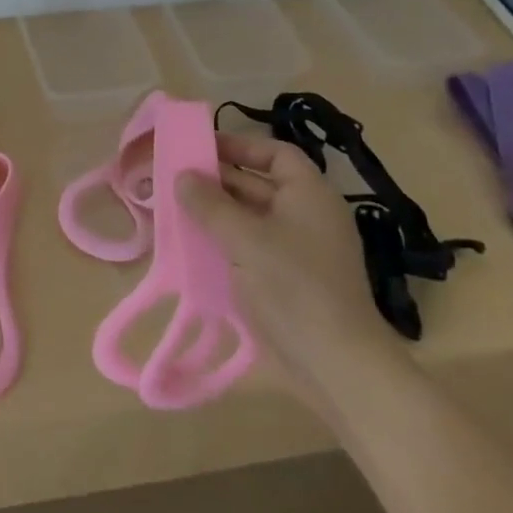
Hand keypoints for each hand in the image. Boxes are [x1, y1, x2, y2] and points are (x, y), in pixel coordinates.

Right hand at [180, 129, 400, 400]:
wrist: (337, 365)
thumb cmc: (294, 286)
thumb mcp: (245, 239)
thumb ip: (210, 204)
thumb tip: (183, 176)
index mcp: (309, 194)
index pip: (274, 154)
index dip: (239, 146)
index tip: (200, 149)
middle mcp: (308, 215)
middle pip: (259, 184)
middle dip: (218, 181)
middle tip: (175, 179)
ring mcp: (300, 249)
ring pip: (252, 217)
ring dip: (217, 213)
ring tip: (176, 210)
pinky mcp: (290, 280)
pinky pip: (252, 247)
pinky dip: (225, 242)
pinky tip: (194, 247)